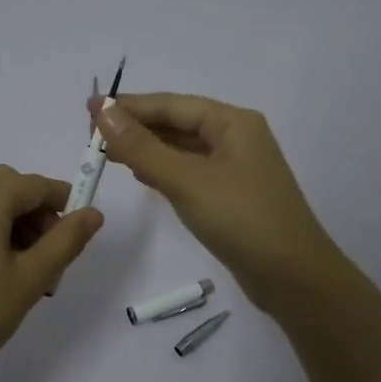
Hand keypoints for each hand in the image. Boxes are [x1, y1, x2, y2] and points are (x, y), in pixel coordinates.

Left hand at [0, 166, 102, 381]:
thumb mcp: (31, 279)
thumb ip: (66, 240)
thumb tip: (93, 213)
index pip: (36, 185)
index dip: (63, 205)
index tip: (76, 237)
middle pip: (7, 186)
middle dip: (34, 215)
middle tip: (47, 259)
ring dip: (9, 221)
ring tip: (20, 269)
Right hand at [90, 92, 344, 312]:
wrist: (292, 276)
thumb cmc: (241, 219)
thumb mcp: (186, 180)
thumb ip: (141, 147)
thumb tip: (102, 111)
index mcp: (232, 123)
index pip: (171, 105)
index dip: (128, 106)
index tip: (88, 109)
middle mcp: (236, 138)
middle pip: (177, 123)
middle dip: (136, 126)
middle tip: (91, 133)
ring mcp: (236, 168)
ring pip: (183, 149)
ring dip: (147, 148)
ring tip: (108, 151)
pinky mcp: (232, 196)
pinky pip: (191, 172)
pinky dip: (164, 170)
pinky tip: (142, 175)